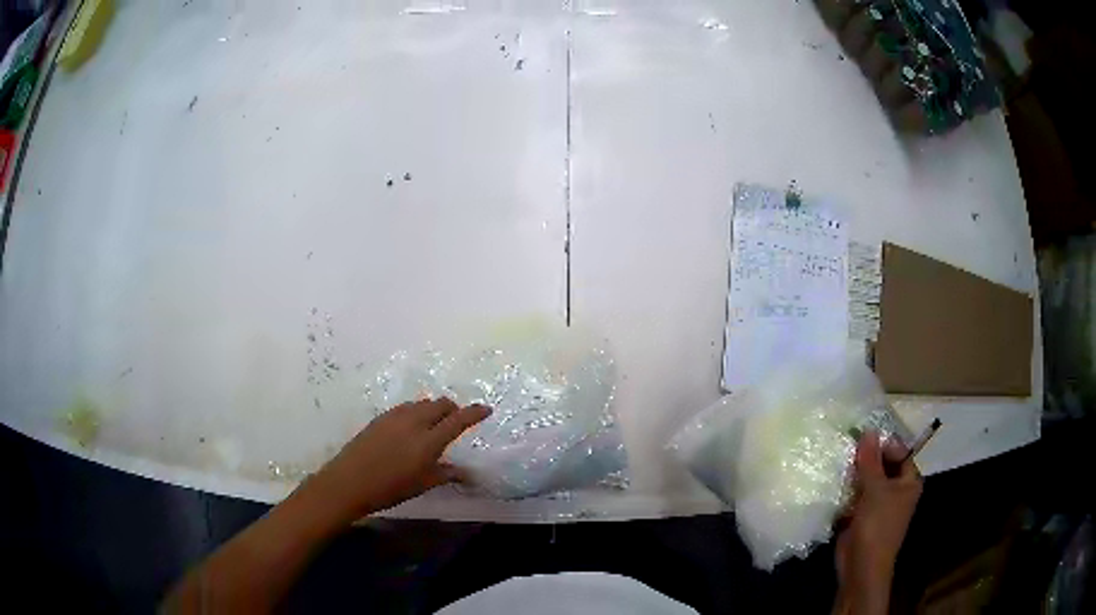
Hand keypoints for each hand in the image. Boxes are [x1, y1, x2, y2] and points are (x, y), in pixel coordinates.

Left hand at [303, 398, 490, 520]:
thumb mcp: (422, 484)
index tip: (486, 409)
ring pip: (422, 404)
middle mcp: (414, 422)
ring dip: (433, 409)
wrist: (350, 481)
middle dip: (453, 409)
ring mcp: (395, 417)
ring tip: (434, 424)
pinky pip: (406, 408)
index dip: (474, 413)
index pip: (458, 420)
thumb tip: (468, 473)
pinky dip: (416, 412)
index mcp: (428, 440)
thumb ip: (446, 474)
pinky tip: (411, 427)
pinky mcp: (381, 418)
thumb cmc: (390, 488)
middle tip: (457, 421)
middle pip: (440, 404)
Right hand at [834, 431, 922, 614]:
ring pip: (866, 480)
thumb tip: (868, 430)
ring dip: (853, 474)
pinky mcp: (861, 515)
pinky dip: (846, 489)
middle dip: (865, 458)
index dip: (882, 443)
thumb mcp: (875, 491)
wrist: (861, 568)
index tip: (861, 436)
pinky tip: (833, 481)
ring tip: (837, 461)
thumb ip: (871, 461)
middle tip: (846, 446)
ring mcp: (878, 503)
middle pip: (881, 465)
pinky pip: (855, 495)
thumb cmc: (877, 527)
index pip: (898, 452)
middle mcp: (896, 490)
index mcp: (908, 481)